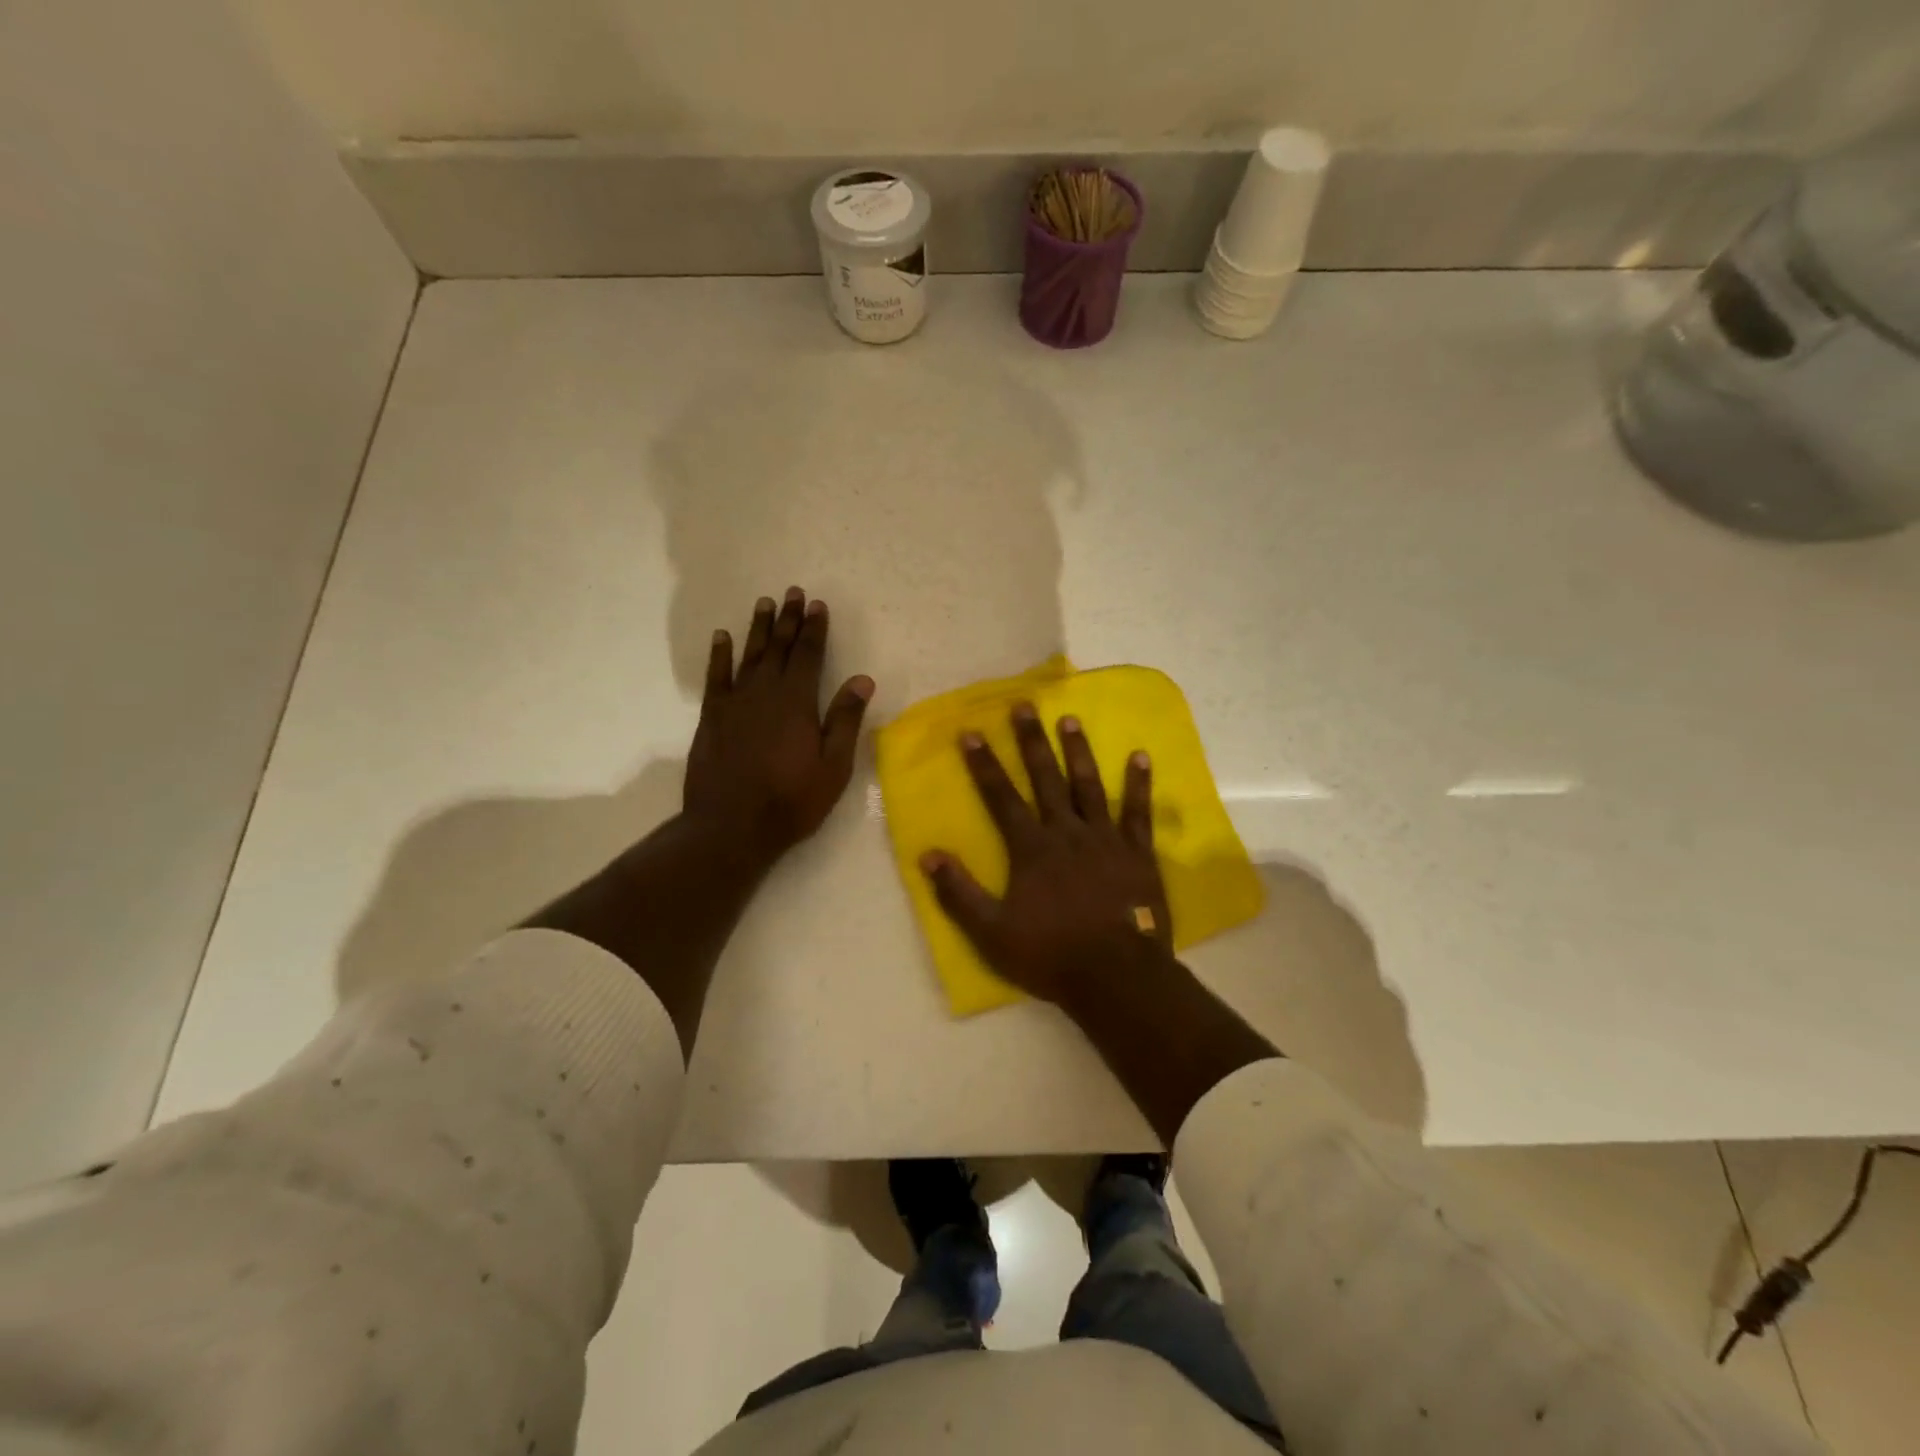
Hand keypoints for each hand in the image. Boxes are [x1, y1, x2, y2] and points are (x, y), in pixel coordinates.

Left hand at [683, 587, 873, 865]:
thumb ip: (845, 720)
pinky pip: (716, 677)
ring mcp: (734, 703)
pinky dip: (720, 655)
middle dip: (788, 619)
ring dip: (758, 628)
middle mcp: (764, 692)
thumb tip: (862, 679)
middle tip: (793, 592)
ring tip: (764, 603)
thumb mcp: (833, 767)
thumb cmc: (791, 801)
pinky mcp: (712, 718)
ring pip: (749, 655)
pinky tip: (722, 637)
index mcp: (797, 702)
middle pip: (778, 647)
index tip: (818, 605)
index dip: (814, 629)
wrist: (731, 827)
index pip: (808, 655)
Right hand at [920, 703, 1172, 1006]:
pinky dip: (1139, 784)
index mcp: (1031, 848)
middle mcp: (1066, 832)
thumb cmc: (1050, 954)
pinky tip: (1140, 757)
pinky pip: (1137, 812)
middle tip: (1024, 706)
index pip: (1001, 797)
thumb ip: (958, 893)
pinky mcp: (1137, 853)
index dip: (984, 764)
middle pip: (1045, 778)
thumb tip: (926, 856)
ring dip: (1079, 751)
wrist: (1117, 976)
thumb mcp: (991, 932)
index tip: (971, 732)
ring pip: (1089, 785)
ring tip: (1070, 719)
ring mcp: (1105, 839)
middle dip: (1031, 742)